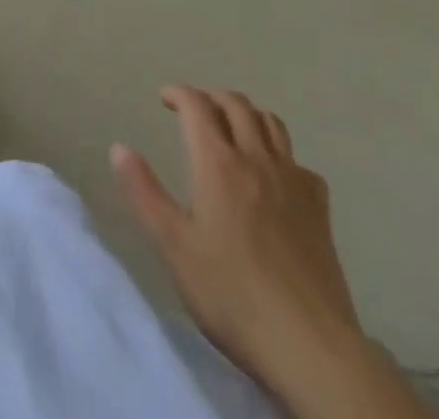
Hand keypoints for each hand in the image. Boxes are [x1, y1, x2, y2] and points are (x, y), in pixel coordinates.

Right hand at [111, 87, 361, 391]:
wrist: (310, 346)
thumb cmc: (231, 294)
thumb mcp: (174, 246)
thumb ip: (145, 192)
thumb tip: (119, 148)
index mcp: (218, 163)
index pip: (197, 105)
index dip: (179, 93)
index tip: (164, 97)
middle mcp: (256, 159)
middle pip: (236, 104)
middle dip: (211, 96)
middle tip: (195, 108)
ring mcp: (293, 181)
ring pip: (271, 123)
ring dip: (247, 113)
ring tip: (233, 127)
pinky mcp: (320, 208)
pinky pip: (299, 162)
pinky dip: (281, 154)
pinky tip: (275, 176)